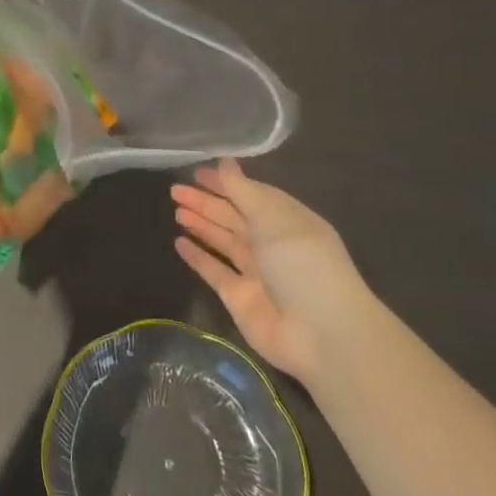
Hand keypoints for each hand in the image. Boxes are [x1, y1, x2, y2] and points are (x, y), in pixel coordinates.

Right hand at [172, 160, 364, 383]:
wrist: (321, 335)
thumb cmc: (302, 263)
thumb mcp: (273, 218)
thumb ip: (243, 190)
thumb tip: (225, 161)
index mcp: (287, 220)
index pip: (252, 194)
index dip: (225, 183)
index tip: (196, 172)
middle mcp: (272, 244)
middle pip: (233, 217)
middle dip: (206, 202)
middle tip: (175, 189)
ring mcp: (255, 272)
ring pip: (223, 241)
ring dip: (201, 225)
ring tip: (175, 210)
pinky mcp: (239, 298)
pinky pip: (214, 271)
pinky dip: (197, 257)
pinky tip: (179, 243)